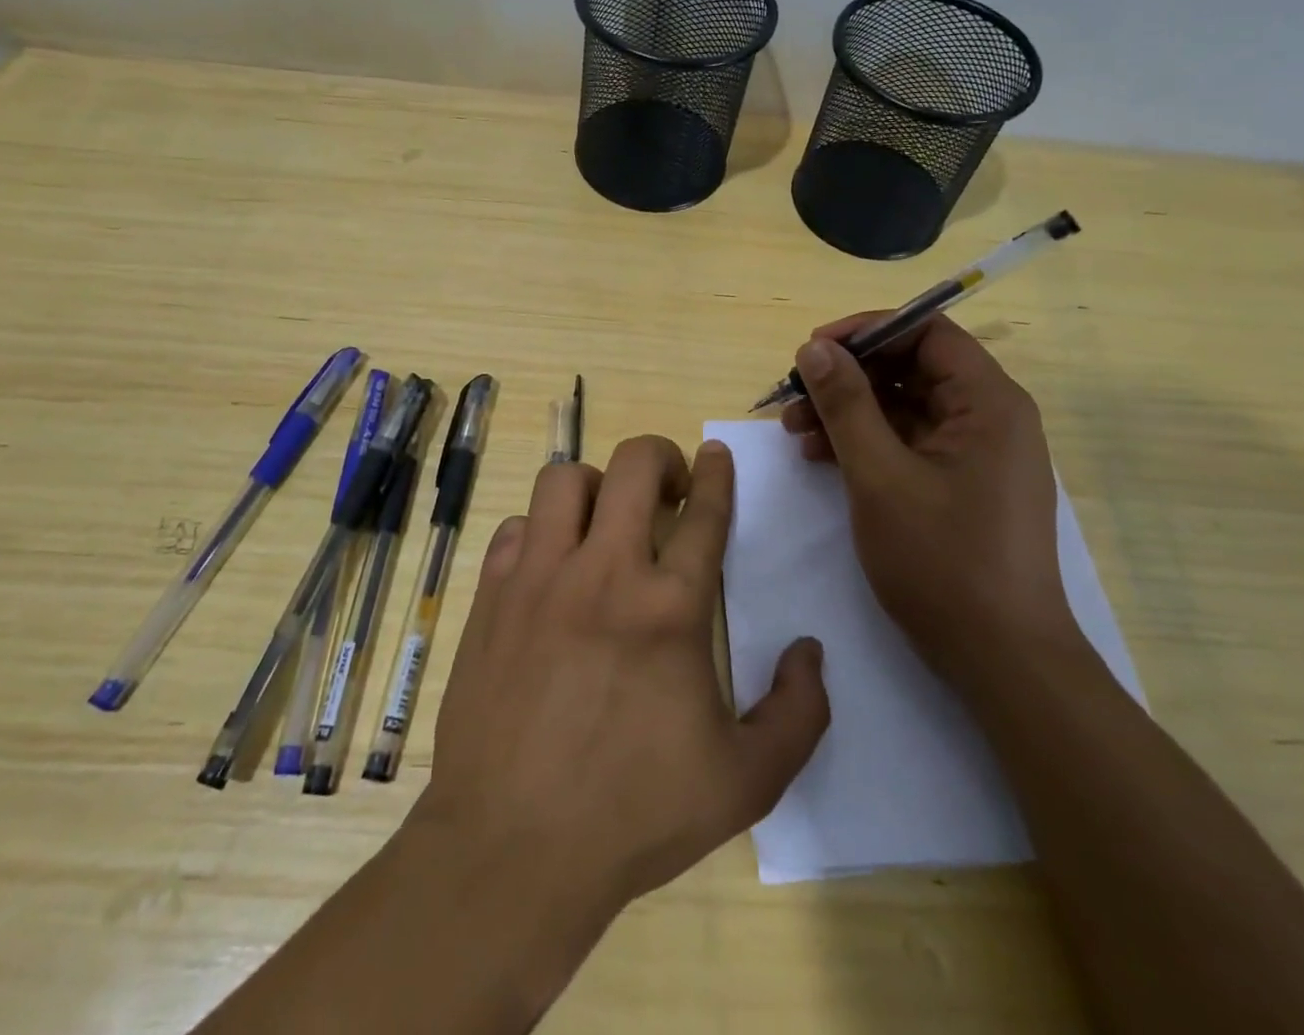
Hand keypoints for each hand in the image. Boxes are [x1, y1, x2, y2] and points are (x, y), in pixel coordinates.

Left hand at [415, 436, 829, 915]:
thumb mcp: (745, 782)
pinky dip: (539, 532)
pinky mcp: (492, 596)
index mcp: (670, 608)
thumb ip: (799, 714)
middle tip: (668, 485)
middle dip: (659, 457)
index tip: (716, 453)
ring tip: (605, 520)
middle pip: (633, 466)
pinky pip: (516, 528)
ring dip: (594, 486)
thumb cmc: (634, 815)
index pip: (704, 512)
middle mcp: (604, 573)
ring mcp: (540, 578)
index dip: (716, 473)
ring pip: (563, 480)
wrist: (512, 850)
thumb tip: (810, 651)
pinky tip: (551, 565)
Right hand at [780, 314, 1072, 678]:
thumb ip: (846, 405)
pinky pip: (909, 442)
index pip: (926, 331)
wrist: (1001, 661)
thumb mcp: (880, 476)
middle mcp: (989, 417)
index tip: (812, 350)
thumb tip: (814, 348)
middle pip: (911, 368)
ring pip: (904, 406)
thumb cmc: (943, 561)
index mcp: (988, 402)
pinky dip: (866, 442)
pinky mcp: (961, 484)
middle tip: (794, 395)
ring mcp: (976, 453)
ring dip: (849, 411)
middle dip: (848, 377)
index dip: (866, 331)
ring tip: (795, 431)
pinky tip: (822, 458)